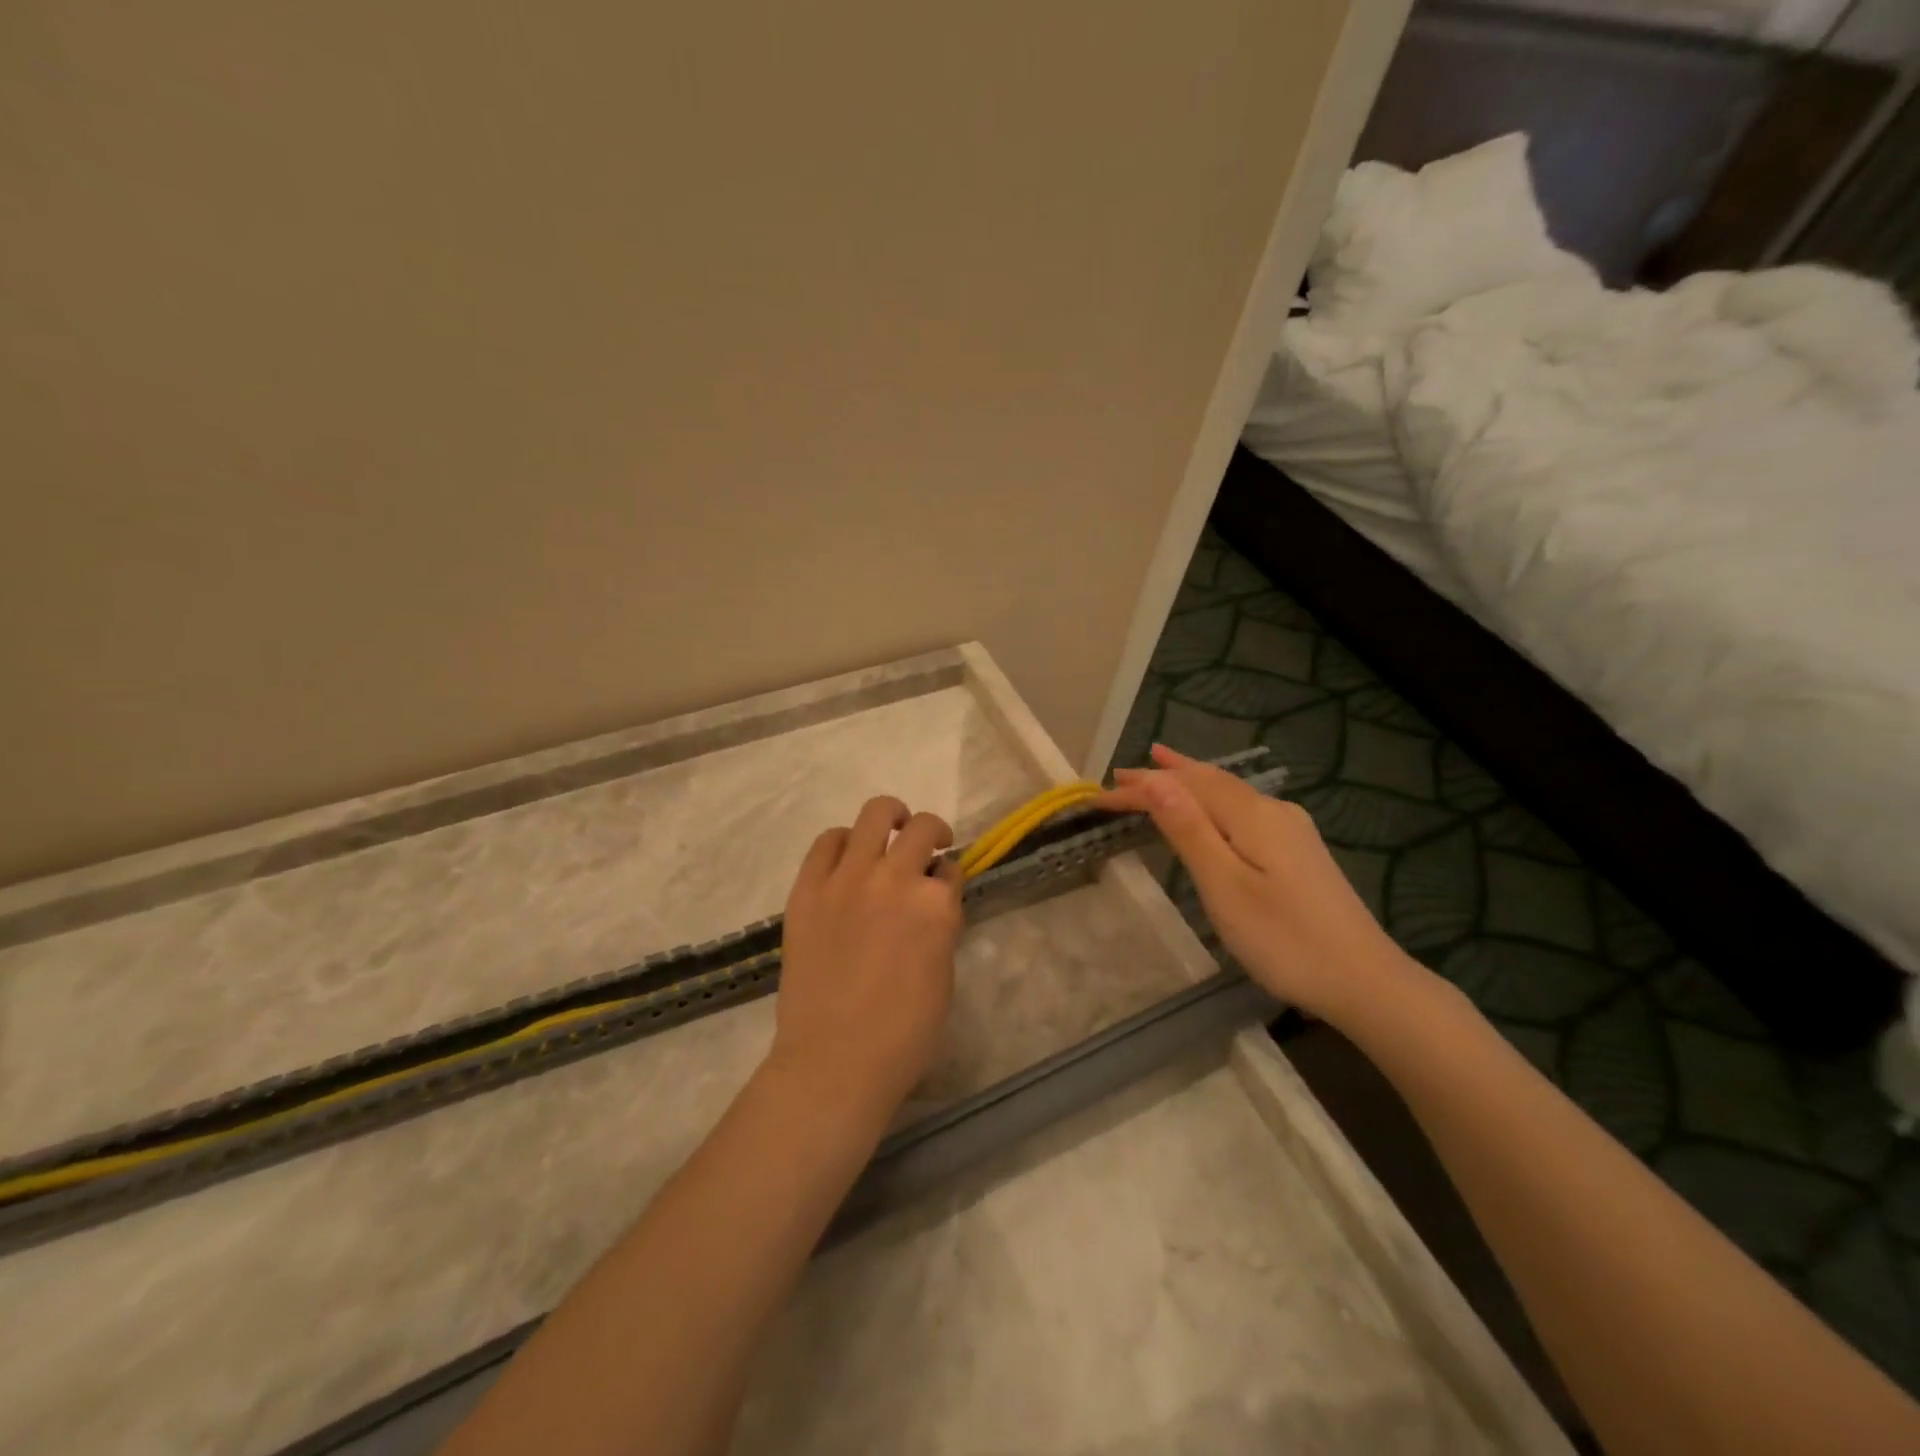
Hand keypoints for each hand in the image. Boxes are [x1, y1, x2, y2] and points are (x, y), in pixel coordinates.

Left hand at [769, 796, 963, 1118]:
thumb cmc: (903, 1034)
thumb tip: (932, 902)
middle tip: (929, 846)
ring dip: (891, 818)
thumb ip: (940, 926)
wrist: (834, 1059)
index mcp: (936, 905)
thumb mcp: (944, 975)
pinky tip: (848, 857)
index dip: (948, 876)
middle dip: (933, 833)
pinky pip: (827, 841)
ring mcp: (847, 878)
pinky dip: (843, 841)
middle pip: (922, 828)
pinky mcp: (808, 887)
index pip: (951, 868)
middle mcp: (895, 878)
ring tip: (891, 831)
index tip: (941, 885)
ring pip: (875, 814)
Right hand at [1096, 745, 1421, 1025]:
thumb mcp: (1225, 886)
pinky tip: (1210, 808)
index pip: (1183, 786)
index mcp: (1251, 815)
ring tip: (1160, 770)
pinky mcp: (1299, 851)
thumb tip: (1156, 780)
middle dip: (1163, 775)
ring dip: (1188, 782)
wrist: (1365, 981)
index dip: (1140, 788)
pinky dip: (1212, 801)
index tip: (1098, 796)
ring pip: (1228, 793)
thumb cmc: (1284, 939)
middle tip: (1121, 775)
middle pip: (1209, 781)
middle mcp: (1273, 810)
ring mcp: (1291, 830)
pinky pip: (1243, 810)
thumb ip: (1189, 830)